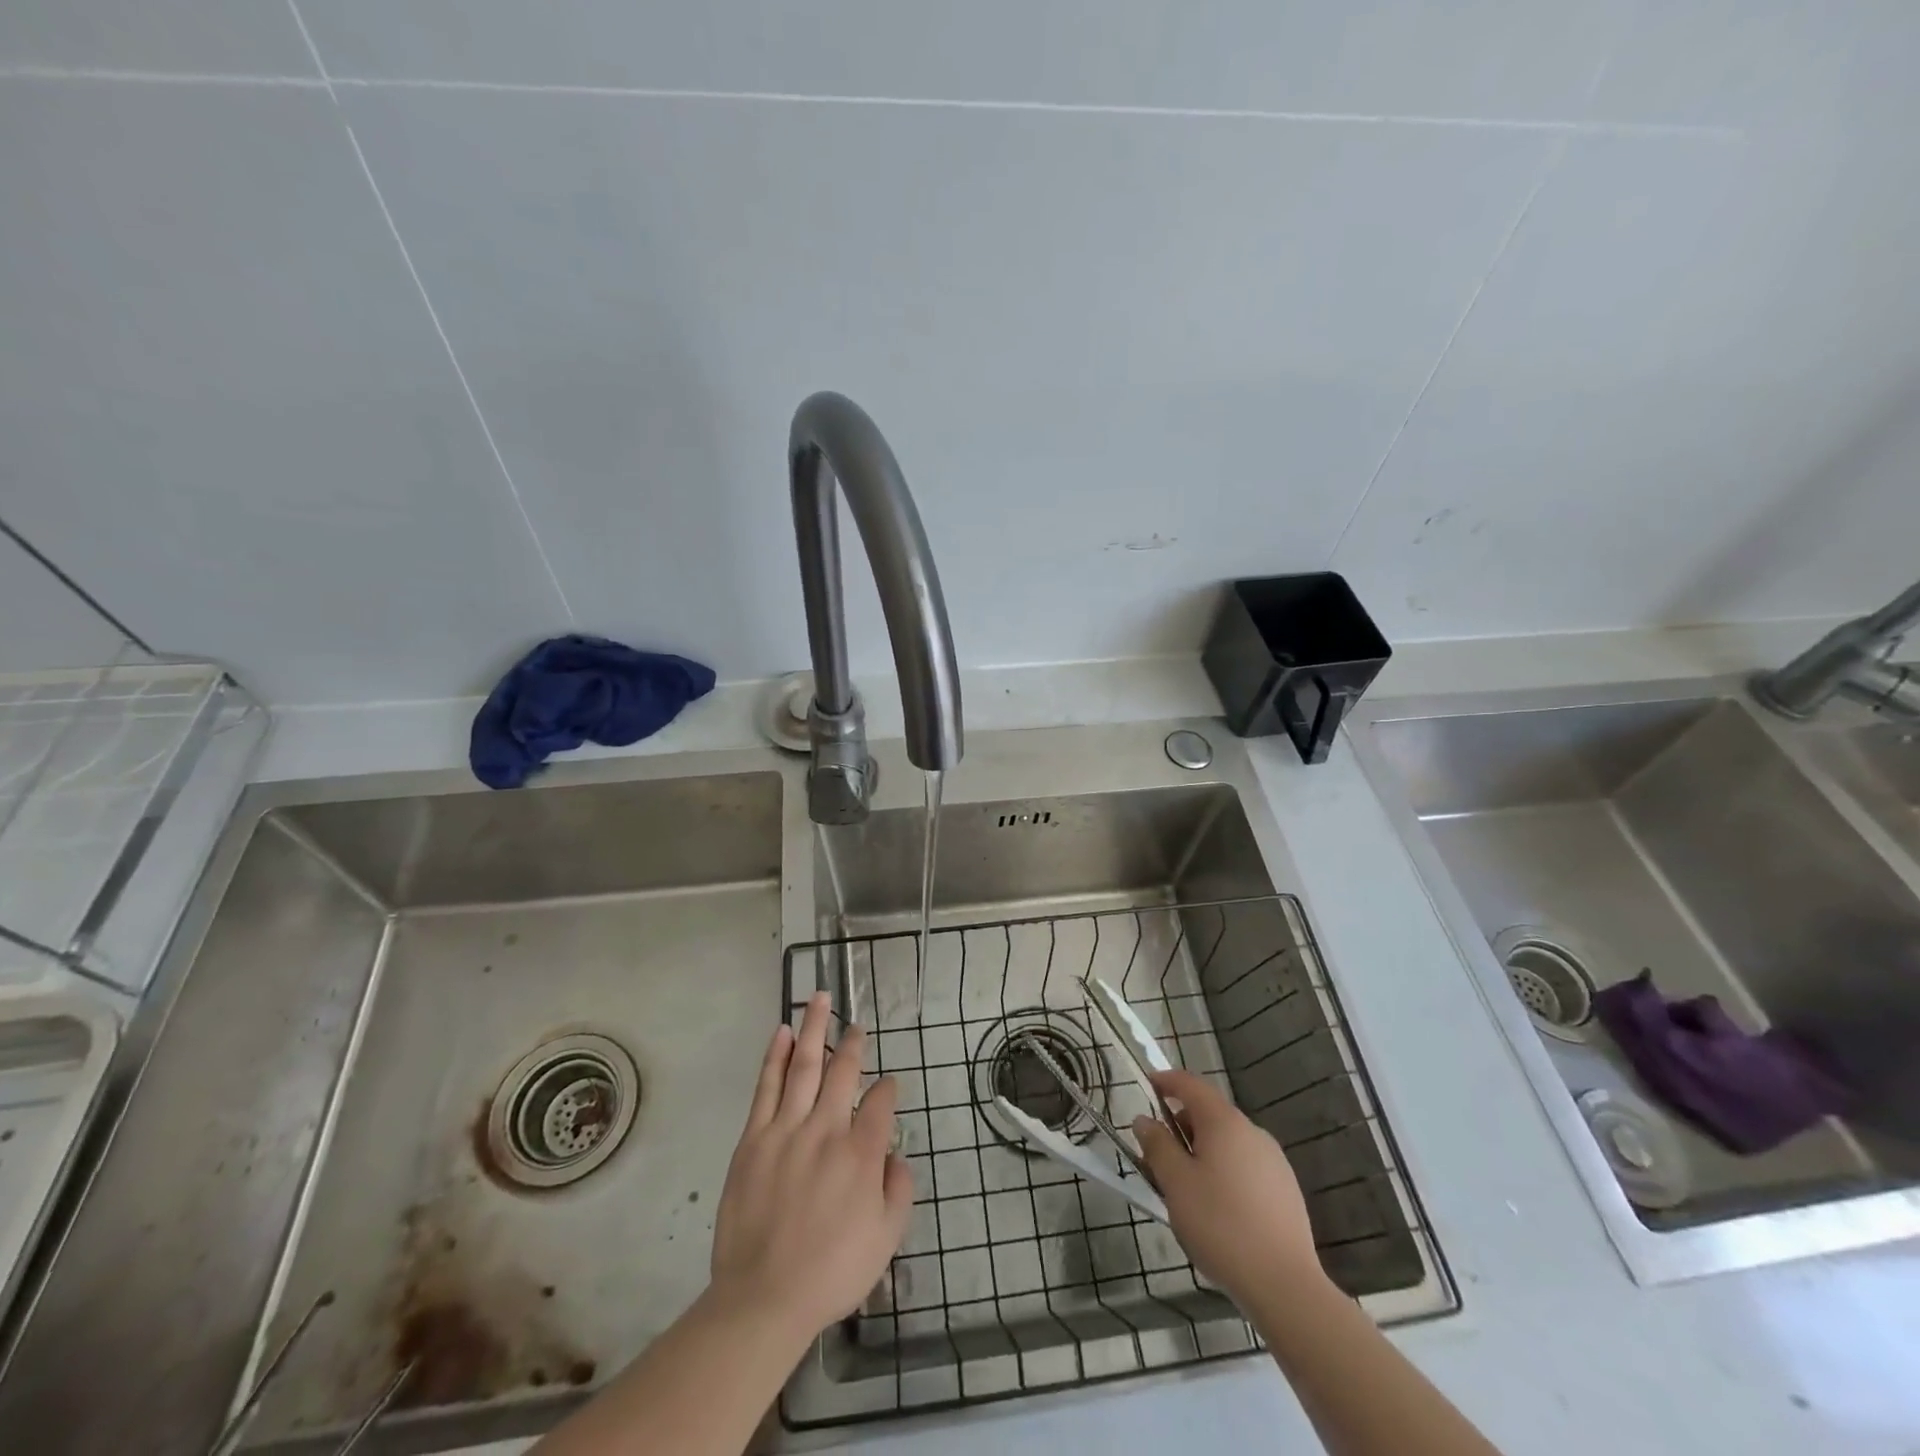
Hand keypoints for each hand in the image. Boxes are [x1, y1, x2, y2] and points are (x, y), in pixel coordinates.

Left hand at [709, 992, 913, 1338]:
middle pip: (844, 1070)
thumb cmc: (831, 1271)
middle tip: (858, 1024)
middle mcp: (828, 1128)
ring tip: (819, 998)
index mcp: (863, 1152)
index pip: (882, 1102)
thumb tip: (896, 1154)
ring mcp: (788, 1129)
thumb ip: (899, 1189)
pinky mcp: (754, 1138)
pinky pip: (767, 1086)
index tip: (890, 1085)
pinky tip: (783, 1032)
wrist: (764, 1298)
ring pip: (805, 1065)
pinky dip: (776, 1056)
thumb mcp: (887, 1239)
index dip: (889, 1088)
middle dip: (853, 1043)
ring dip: (815, 1028)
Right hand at [1133, 1068, 1325, 1303]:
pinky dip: (1224, 1172)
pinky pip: (1245, 1166)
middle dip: (1180, 1127)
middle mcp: (1252, 1132)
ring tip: (1185, 1189)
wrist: (1285, 1285)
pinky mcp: (1286, 1190)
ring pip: (1228, 1143)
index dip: (1166, 1081)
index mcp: (1224, 1122)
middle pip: (1209, 1114)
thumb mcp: (1176, 1183)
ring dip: (1202, 1152)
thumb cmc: (1220, 1225)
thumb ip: (1157, 1145)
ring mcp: (1274, 1161)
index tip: (1146, 1087)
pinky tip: (1218, 1209)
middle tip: (1158, 1156)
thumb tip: (1145, 1120)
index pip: (1190, 1084)